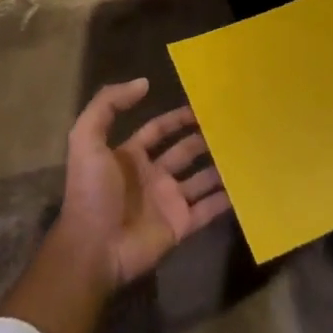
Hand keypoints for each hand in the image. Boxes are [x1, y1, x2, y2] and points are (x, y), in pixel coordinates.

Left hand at [54, 78, 230, 287]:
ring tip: (246, 149)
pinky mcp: (181, 226)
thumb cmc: (91, 192)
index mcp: (129, 157)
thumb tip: (144, 82)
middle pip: (184, 152)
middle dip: (204, 139)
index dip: (177, 118)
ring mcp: (168, 202)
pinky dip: (226, 199)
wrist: (93, 249)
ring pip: (201, 179)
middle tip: (232, 125)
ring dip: (219, 166)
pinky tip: (246, 185)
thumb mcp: (86, 139)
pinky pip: (208, 209)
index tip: (203, 105)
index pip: (158, 130)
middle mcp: (151, 176)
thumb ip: (107, 105)